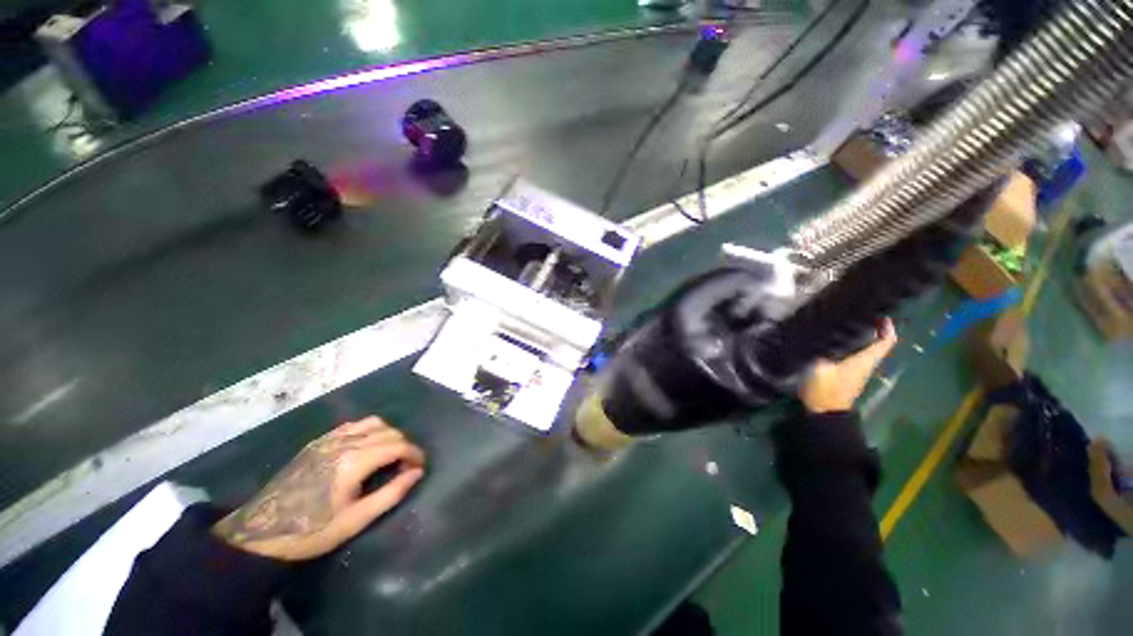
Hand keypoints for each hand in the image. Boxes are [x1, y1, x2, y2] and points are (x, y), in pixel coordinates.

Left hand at [212, 416, 424, 560]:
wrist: (261, 533)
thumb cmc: (312, 531)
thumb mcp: (356, 520)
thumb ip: (391, 493)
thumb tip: (417, 473)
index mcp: (355, 461)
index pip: (398, 445)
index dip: (415, 454)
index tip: (420, 467)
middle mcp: (345, 442)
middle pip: (389, 431)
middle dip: (404, 445)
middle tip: (406, 465)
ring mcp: (329, 439)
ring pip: (373, 423)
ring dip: (388, 434)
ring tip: (388, 455)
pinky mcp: (318, 442)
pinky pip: (353, 425)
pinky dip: (368, 431)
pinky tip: (365, 448)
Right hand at [799, 318, 897, 413]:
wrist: (824, 413)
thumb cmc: (826, 390)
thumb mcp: (820, 367)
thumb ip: (821, 350)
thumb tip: (818, 333)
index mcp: (864, 361)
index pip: (885, 342)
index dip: (887, 328)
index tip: (882, 314)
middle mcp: (866, 364)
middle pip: (876, 343)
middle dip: (872, 328)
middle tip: (858, 314)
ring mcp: (858, 370)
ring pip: (866, 348)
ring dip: (861, 336)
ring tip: (843, 322)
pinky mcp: (848, 374)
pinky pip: (855, 354)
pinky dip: (851, 345)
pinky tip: (834, 340)